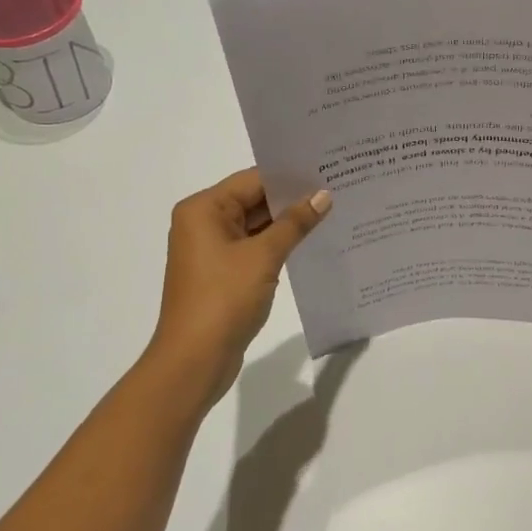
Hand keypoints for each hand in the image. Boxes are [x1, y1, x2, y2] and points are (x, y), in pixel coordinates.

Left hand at [147, 168, 331, 407]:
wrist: (194, 359)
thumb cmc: (223, 299)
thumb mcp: (263, 256)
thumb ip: (294, 223)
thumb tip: (323, 195)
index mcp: (203, 209)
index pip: (252, 180)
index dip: (290, 176)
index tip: (327, 170)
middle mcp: (203, 223)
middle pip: (253, 200)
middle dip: (292, 199)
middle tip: (336, 189)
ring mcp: (211, 250)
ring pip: (255, 225)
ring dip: (287, 223)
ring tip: (331, 212)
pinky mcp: (222, 273)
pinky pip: (254, 248)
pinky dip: (278, 245)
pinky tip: (310, 242)